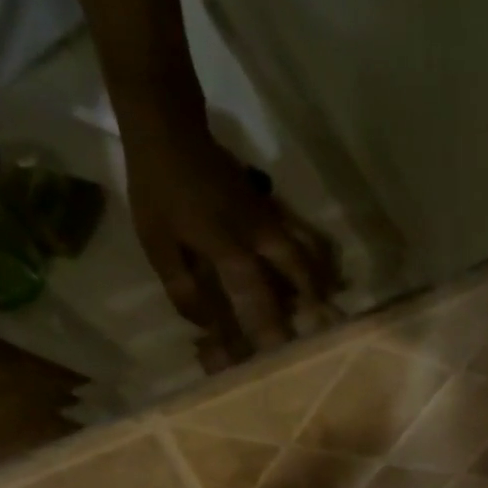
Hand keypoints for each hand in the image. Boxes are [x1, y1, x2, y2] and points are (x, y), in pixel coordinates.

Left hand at [124, 118, 339, 366]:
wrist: (169, 126)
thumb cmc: (158, 188)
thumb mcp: (156, 244)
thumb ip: (182, 290)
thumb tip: (207, 328)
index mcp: (231, 251)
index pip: (259, 303)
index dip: (270, 335)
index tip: (281, 361)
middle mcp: (261, 239)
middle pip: (300, 277)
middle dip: (312, 310)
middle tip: (321, 335)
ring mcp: (271, 221)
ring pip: (308, 256)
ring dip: (320, 285)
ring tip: (330, 311)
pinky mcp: (272, 210)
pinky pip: (301, 241)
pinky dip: (315, 261)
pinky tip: (320, 279)